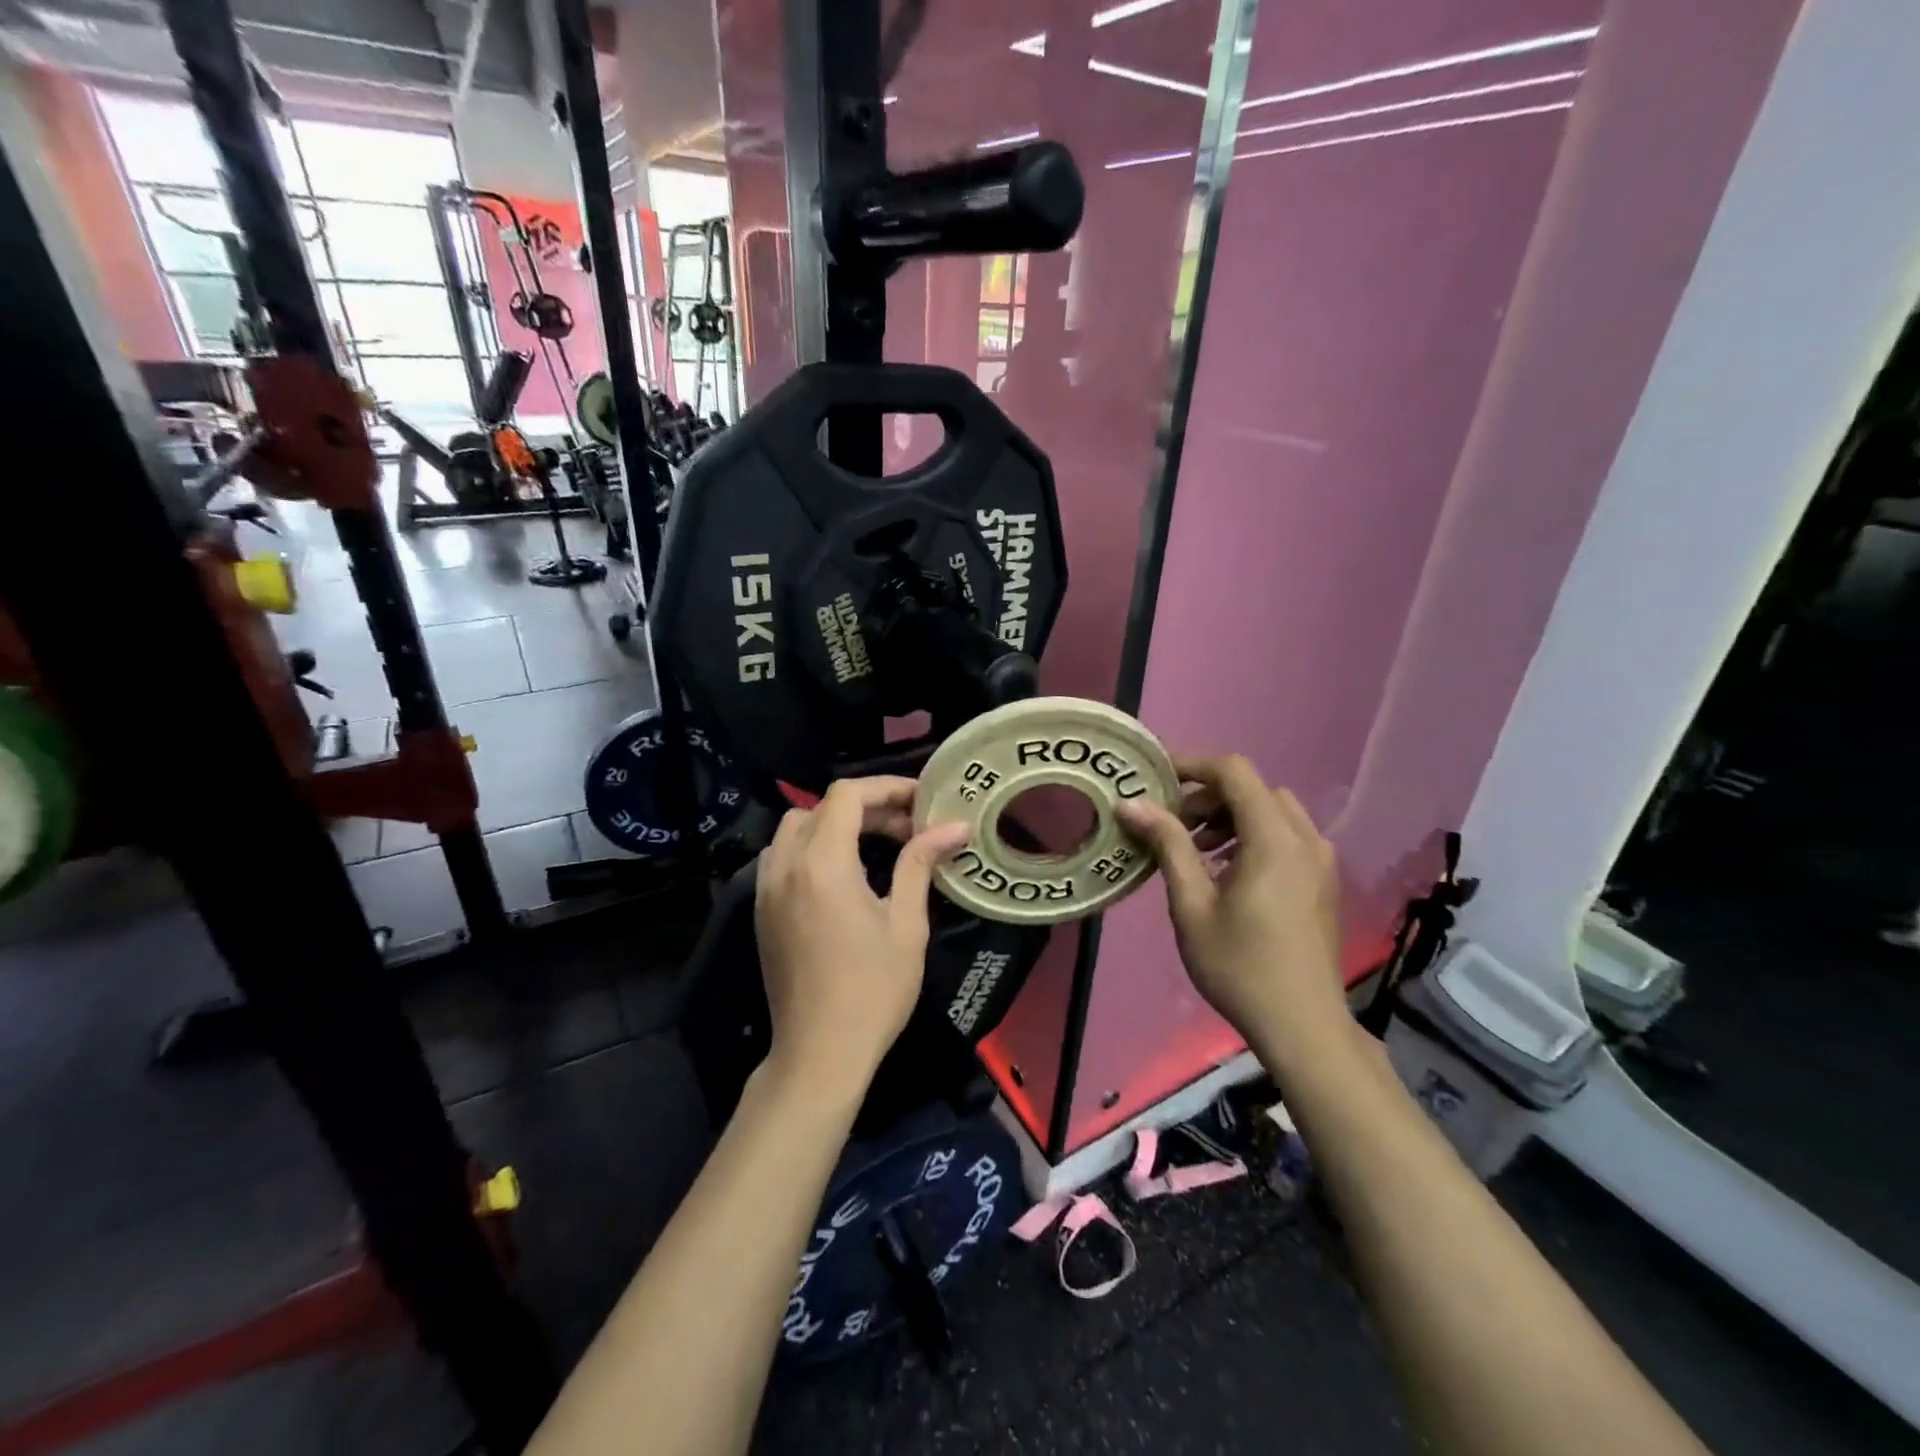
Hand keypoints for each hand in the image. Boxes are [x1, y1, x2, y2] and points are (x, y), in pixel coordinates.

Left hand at [755, 777, 969, 1097]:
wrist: (819, 1054)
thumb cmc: (872, 990)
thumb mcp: (905, 924)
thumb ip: (919, 864)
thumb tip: (954, 827)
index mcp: (822, 864)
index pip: (847, 795)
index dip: (886, 788)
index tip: (921, 801)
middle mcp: (786, 866)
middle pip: (820, 808)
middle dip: (865, 807)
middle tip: (907, 828)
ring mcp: (766, 888)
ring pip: (795, 828)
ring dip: (834, 825)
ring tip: (876, 846)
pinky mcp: (761, 910)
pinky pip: (782, 857)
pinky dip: (812, 847)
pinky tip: (843, 874)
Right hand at [1116, 754, 1345, 1053]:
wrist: (1303, 1025)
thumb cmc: (1239, 965)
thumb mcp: (1191, 904)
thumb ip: (1167, 844)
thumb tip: (1130, 804)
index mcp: (1273, 838)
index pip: (1234, 771)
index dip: (1192, 765)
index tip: (1156, 780)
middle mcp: (1305, 838)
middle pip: (1253, 789)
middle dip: (1209, 796)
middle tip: (1172, 824)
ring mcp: (1320, 860)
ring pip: (1272, 812)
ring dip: (1232, 816)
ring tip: (1197, 849)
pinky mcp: (1323, 881)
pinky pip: (1287, 836)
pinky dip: (1254, 836)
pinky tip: (1228, 872)